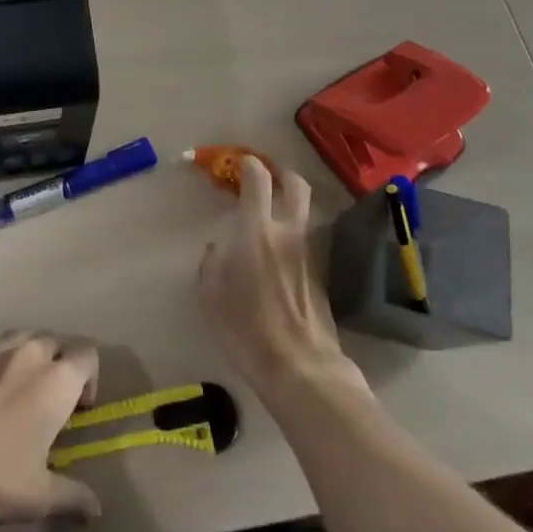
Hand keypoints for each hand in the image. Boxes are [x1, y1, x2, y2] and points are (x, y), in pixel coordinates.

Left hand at [0, 333, 101, 531]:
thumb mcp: (40, 497)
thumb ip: (74, 496)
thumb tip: (97, 509)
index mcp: (57, 382)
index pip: (88, 356)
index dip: (89, 378)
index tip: (79, 407)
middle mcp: (29, 353)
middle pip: (55, 342)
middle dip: (57, 364)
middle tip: (47, 398)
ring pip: (21, 336)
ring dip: (26, 354)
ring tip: (16, 384)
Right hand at [198, 156, 366, 400]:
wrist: (299, 367)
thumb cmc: (245, 328)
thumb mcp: (211, 295)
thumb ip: (212, 263)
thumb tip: (218, 248)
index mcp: (257, 231)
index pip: (258, 179)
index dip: (248, 164)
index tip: (240, 164)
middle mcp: (288, 232)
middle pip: (296, 185)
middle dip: (282, 174)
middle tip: (268, 178)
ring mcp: (309, 253)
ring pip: (305, 213)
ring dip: (291, 205)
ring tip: (271, 218)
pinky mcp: (321, 274)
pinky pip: (306, 240)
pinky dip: (294, 236)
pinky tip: (279, 256)